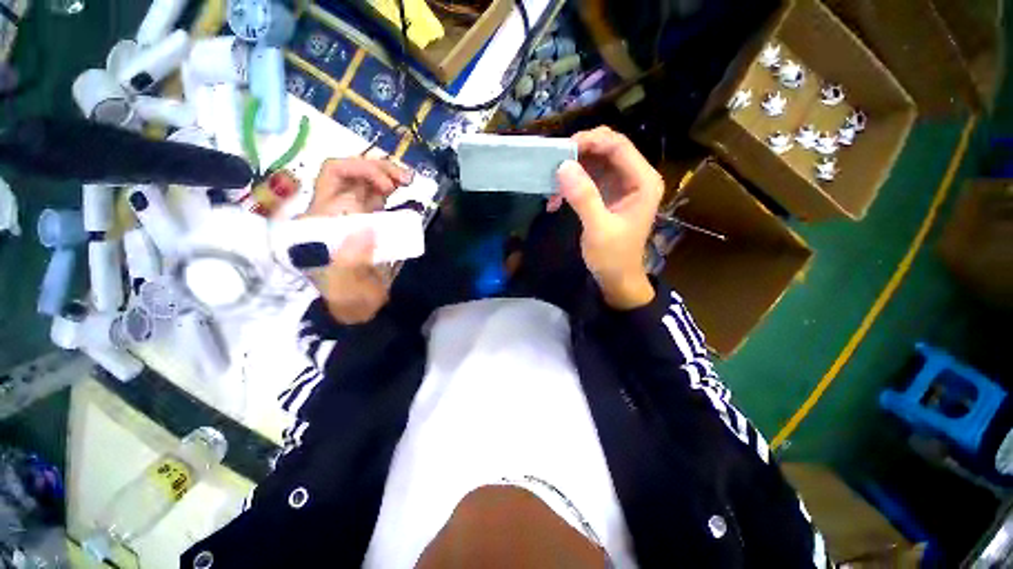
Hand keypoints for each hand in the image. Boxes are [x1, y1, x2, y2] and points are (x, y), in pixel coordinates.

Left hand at [303, 158, 412, 323]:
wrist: (361, 308)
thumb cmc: (349, 298)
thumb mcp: (345, 284)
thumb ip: (351, 259)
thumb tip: (365, 229)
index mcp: (321, 219)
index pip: (333, 177)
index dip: (360, 170)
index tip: (387, 186)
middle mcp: (334, 211)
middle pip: (350, 173)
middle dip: (376, 168)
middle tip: (404, 179)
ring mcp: (353, 216)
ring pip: (365, 182)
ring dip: (385, 173)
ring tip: (407, 179)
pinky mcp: (369, 223)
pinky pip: (378, 198)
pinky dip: (391, 189)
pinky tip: (404, 188)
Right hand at [552, 127, 662, 309]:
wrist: (617, 279)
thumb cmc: (613, 257)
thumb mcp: (598, 229)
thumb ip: (584, 197)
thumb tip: (563, 166)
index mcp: (642, 181)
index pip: (618, 146)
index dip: (591, 141)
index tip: (563, 149)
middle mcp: (634, 177)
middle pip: (606, 148)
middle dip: (579, 153)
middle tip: (554, 164)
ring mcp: (620, 185)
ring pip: (594, 161)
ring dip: (572, 170)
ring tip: (551, 185)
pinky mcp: (606, 194)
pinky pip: (587, 178)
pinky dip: (570, 184)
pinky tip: (555, 200)